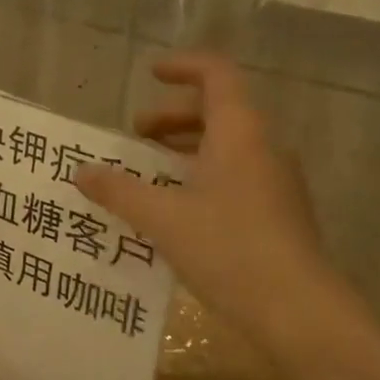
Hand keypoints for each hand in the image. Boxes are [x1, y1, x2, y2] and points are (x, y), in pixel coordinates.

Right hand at [74, 53, 379, 379]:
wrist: (299, 313)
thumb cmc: (229, 249)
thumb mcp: (162, 218)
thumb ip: (118, 191)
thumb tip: (80, 172)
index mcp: (239, 132)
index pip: (216, 74)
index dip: (182, 66)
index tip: (150, 74)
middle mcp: (263, 147)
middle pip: (219, 111)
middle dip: (173, 117)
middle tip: (136, 135)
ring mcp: (276, 182)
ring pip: (228, 147)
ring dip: (186, 150)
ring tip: (149, 173)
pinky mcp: (279, 214)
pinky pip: (236, 177)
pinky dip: (202, 177)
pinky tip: (177, 211)